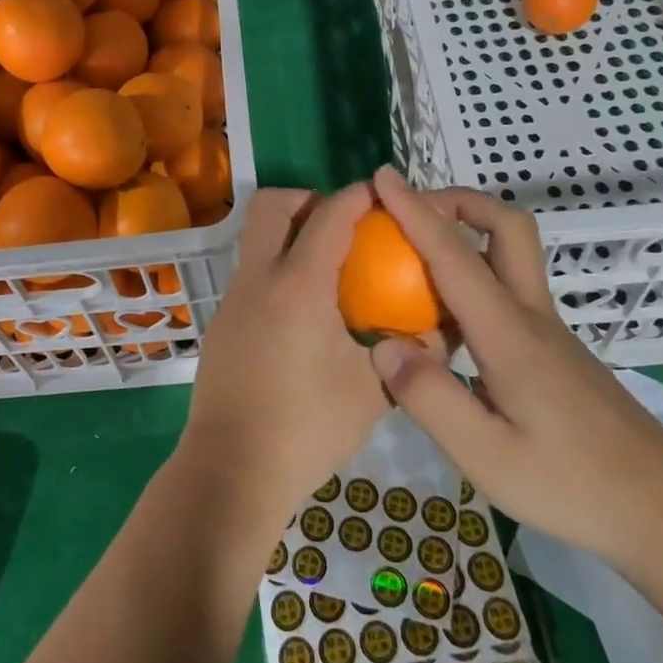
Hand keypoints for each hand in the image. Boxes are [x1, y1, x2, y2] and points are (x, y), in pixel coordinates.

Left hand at [175, 184, 391, 542]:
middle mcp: (259, 277)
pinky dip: (277, 268)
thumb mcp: (373, 391)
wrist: (233, 469)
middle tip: (344, 226)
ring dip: (289, 232)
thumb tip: (440, 333)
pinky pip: (251, 271)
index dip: (359, 195)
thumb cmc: (308, 428)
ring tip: (329, 267)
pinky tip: (304, 312)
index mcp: (299, 284)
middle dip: (310, 199)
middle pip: (272, 204)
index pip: (330, 215)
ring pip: (255, 236)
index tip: (383, 193)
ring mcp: (233, 298)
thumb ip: (410, 354)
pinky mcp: (222, 321)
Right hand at [367, 166, 662, 564]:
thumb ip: (429, 398)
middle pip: (506, 226)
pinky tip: (447, 317)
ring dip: (467, 232)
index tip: (382, 177)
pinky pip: (508, 285)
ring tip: (415, 257)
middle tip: (412, 212)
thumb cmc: (572, 486)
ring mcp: (548, 329)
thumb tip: (382, 342)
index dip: (414, 211)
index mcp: (509, 334)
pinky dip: (473, 272)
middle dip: (459, 202)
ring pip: (511, 253)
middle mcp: (531, 315)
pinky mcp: (554, 348)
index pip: (454, 255)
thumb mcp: (487, 457)